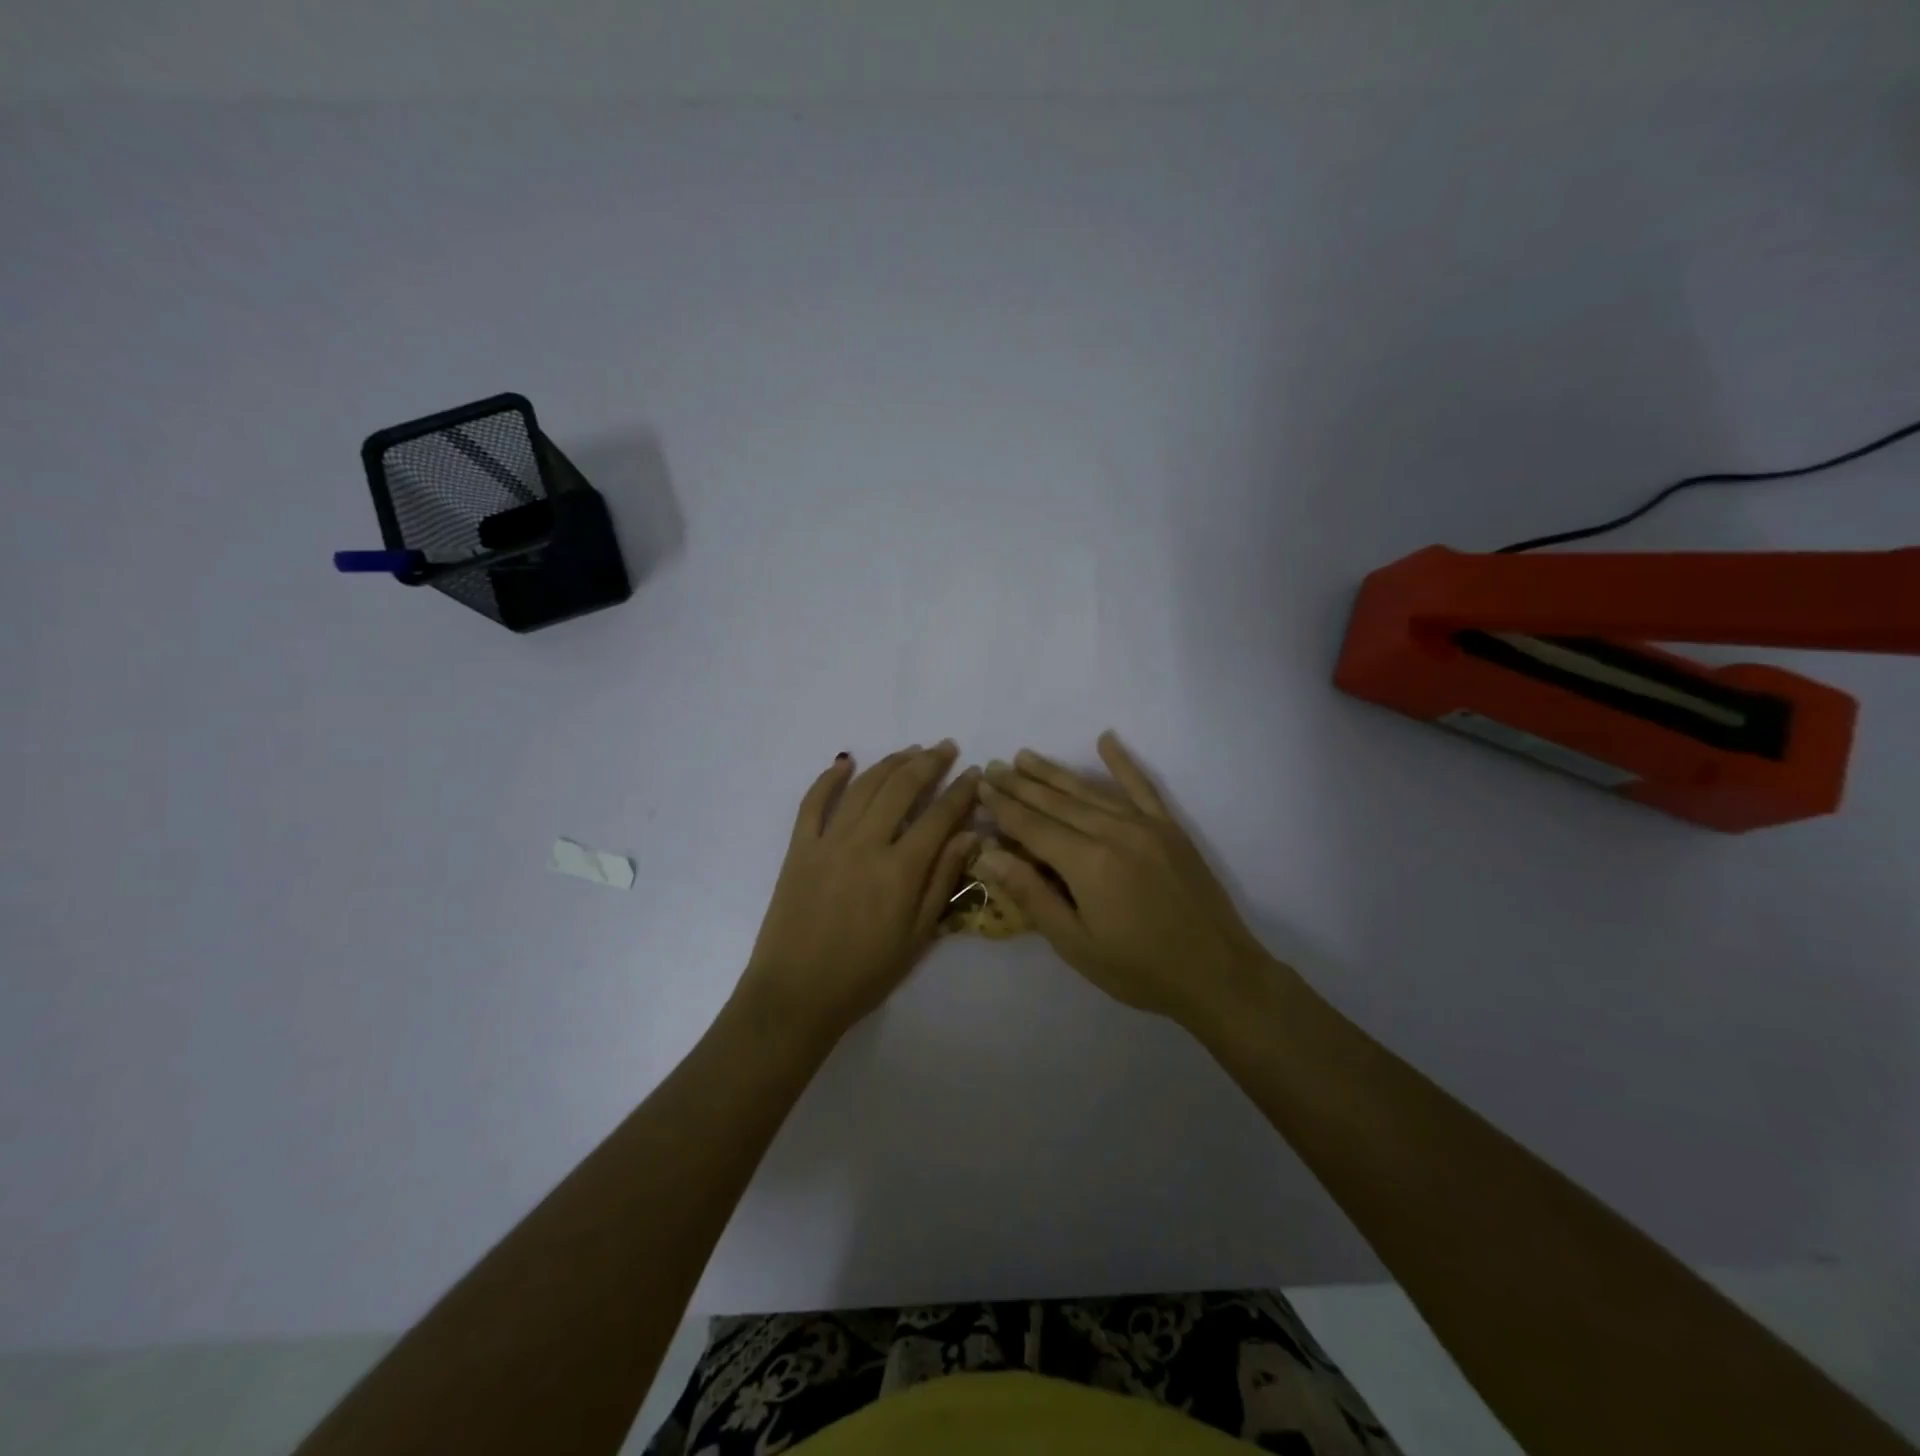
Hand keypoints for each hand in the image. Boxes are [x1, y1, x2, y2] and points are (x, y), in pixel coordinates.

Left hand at [735, 742, 979, 1045]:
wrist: (795, 994)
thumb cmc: (865, 973)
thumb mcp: (918, 936)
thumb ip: (943, 881)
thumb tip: (969, 836)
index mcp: (900, 869)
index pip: (939, 816)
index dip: (961, 791)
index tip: (976, 773)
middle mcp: (866, 844)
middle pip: (901, 788)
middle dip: (928, 763)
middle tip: (946, 747)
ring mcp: (828, 841)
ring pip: (863, 786)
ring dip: (890, 762)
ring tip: (911, 751)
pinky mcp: (799, 847)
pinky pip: (813, 802)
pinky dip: (830, 777)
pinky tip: (846, 761)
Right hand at [975, 731, 1274, 1027]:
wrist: (1217, 974)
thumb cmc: (1139, 969)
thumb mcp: (1075, 943)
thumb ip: (1031, 894)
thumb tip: (989, 855)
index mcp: (1087, 863)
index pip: (1032, 826)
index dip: (1003, 806)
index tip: (980, 786)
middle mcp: (1113, 832)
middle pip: (1056, 802)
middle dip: (1021, 784)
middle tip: (994, 767)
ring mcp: (1145, 825)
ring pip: (1089, 790)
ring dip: (1054, 772)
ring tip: (1025, 756)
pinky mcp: (1170, 828)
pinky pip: (1141, 786)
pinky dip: (1122, 762)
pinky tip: (1106, 739)